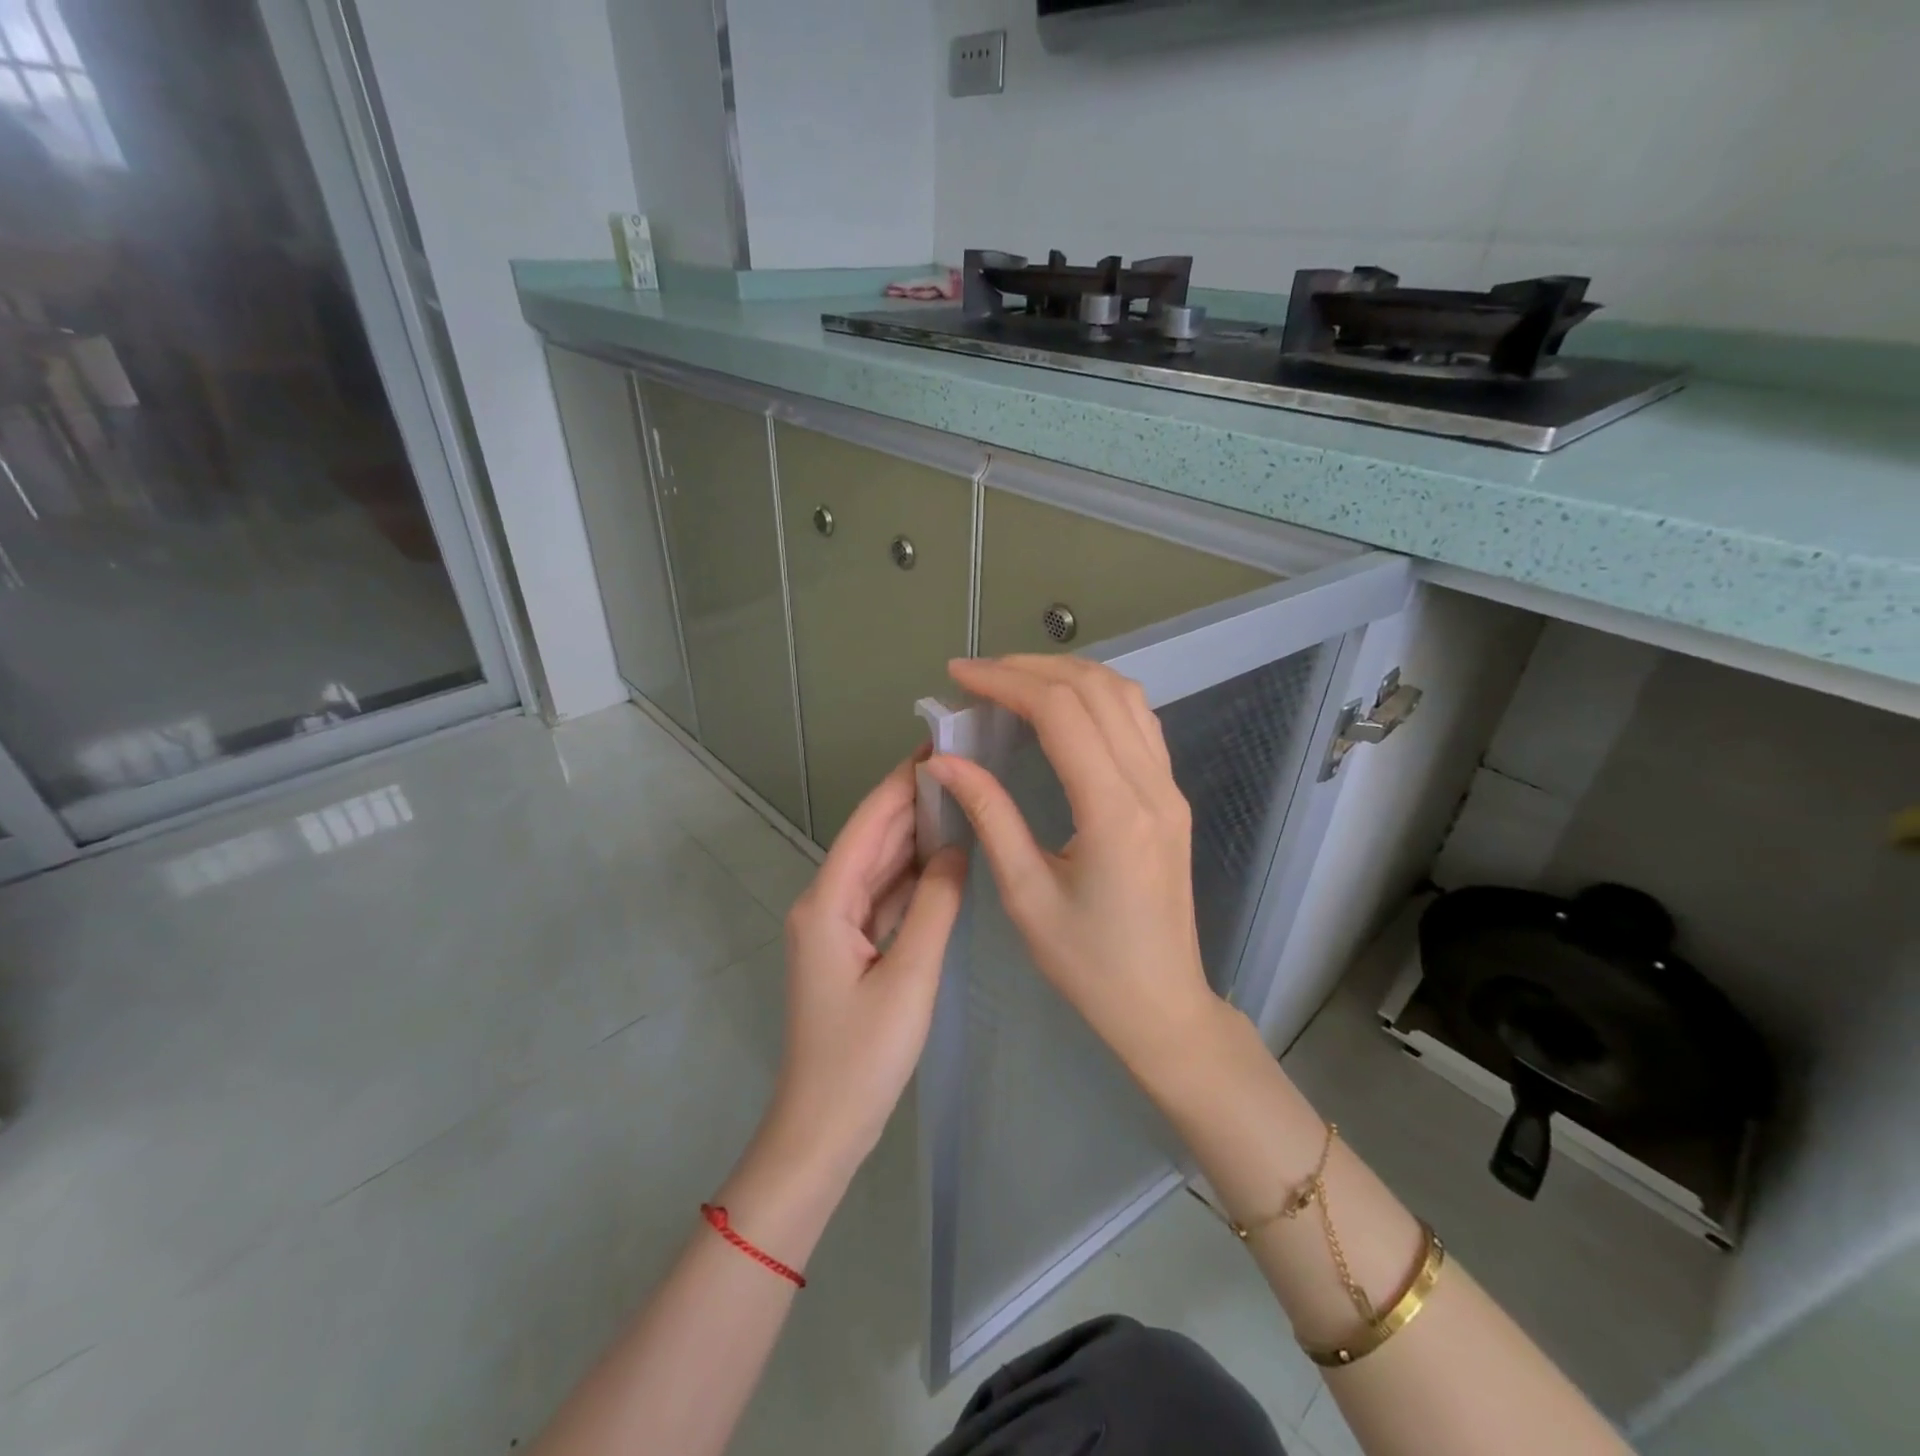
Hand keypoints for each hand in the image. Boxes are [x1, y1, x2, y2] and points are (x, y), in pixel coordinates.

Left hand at [766, 753, 966, 1181]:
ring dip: (915, 835)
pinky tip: (946, 859)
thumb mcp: (910, 977)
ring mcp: (836, 926)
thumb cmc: (862, 1056)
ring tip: (963, 798)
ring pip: (880, 866)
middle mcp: (825, 903)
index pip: (869, 823)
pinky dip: (913, 876)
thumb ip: (935, 905)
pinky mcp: (850, 947)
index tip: (939, 745)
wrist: (822, 1128)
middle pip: (873, 839)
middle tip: (964, 765)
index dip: (902, 782)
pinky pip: (884, 897)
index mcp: (827, 901)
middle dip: (914, 801)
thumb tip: (956, 846)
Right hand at [923, 656, 1222, 1079]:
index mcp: (1113, 812)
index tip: (959, 676)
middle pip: (1094, 690)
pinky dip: (1098, 697)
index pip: (1060, 713)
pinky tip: (1064, 708)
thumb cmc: (1088, 965)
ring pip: (1125, 697)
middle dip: (1031, 668)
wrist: (1162, 1004)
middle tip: (978, 675)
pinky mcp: (1171, 797)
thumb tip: (945, 761)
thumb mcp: (1026, 895)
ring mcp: (1169, 788)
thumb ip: (990, 816)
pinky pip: (1139, 722)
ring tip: (1014, 680)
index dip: (1006, 682)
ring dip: (1068, 674)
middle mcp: (1150, 786)